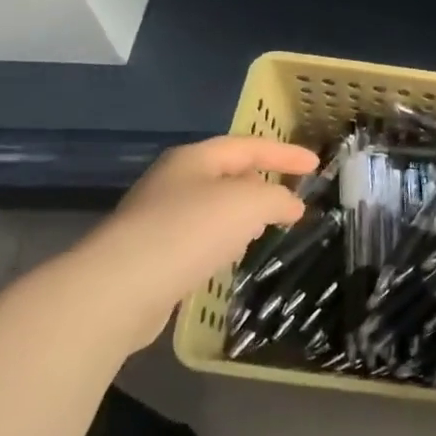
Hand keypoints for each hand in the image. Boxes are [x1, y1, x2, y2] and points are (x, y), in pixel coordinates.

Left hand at [52, 136, 319, 350]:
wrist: (119, 289)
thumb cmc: (190, 230)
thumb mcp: (249, 203)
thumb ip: (278, 198)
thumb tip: (291, 206)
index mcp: (193, 158)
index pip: (248, 146)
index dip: (285, 153)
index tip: (316, 165)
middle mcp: (172, 181)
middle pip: (227, 174)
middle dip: (261, 183)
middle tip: (291, 197)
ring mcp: (156, 219)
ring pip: (212, 208)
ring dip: (242, 215)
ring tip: (267, 227)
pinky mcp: (150, 256)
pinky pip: (197, 239)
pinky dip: (222, 241)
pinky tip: (230, 257)